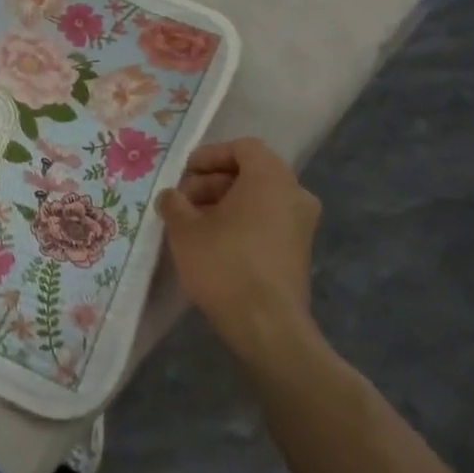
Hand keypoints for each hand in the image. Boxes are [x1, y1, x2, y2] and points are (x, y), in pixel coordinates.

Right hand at [157, 138, 324, 367]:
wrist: (266, 325)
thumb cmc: (224, 263)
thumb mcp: (184, 229)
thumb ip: (174, 203)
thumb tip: (171, 196)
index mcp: (271, 177)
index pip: (243, 147)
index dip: (210, 155)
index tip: (185, 173)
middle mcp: (294, 194)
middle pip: (250, 173)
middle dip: (213, 182)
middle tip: (183, 201)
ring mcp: (302, 225)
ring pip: (259, 199)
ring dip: (225, 204)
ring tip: (193, 224)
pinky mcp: (299, 251)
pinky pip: (268, 221)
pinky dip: (242, 223)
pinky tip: (213, 243)